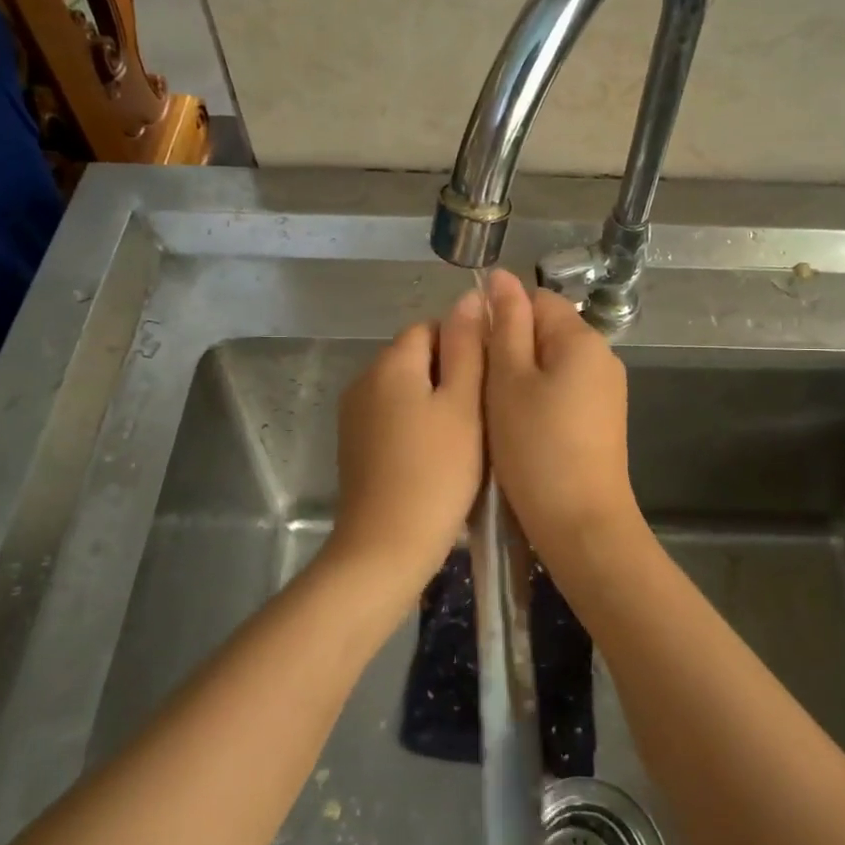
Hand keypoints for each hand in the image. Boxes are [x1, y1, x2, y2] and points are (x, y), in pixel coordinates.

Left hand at [328, 290, 486, 589]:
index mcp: (391, 362)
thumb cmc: (437, 473)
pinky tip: (437, 457)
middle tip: (483, 413)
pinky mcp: (354, 445)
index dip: (466, 346)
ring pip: (406, 388)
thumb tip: (468, 298)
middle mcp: (364, 379)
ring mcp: (354, 414)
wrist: (386, 547)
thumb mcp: (464, 405)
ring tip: (466, 437)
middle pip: (416, 356)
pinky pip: (392, 416)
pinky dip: (416, 425)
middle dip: (451, 374)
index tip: (490, 382)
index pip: (431, 327)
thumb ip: (468, 348)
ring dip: (435, 401)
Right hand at [483, 269, 641, 563]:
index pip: (536, 300)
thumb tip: (500, 277)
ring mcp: (605, 390)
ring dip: (520, 378)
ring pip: (551, 364)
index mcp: (581, 338)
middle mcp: (602, 357)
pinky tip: (519, 429)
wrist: (581, 524)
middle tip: (479, 386)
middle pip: (546, 331)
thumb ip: (504, 325)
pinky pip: (563, 392)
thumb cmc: (536, 447)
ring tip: (494, 410)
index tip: (474, 352)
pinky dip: (538, 400)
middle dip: (509, 349)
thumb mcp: (509, 380)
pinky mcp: (602, 420)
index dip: (500, 316)